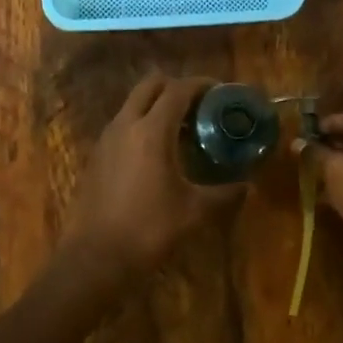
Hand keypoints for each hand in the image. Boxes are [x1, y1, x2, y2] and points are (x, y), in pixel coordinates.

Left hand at [62, 74, 243, 280]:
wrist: (94, 258)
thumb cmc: (148, 229)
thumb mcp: (194, 212)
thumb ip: (224, 193)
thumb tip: (248, 185)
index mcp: (152, 130)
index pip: (179, 89)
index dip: (202, 85)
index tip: (221, 92)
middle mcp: (126, 124)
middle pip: (151, 85)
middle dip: (177, 87)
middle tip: (199, 106)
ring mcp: (106, 138)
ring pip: (134, 103)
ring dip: (157, 106)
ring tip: (182, 130)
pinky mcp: (96, 155)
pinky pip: (123, 124)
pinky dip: (142, 124)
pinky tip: (157, 153)